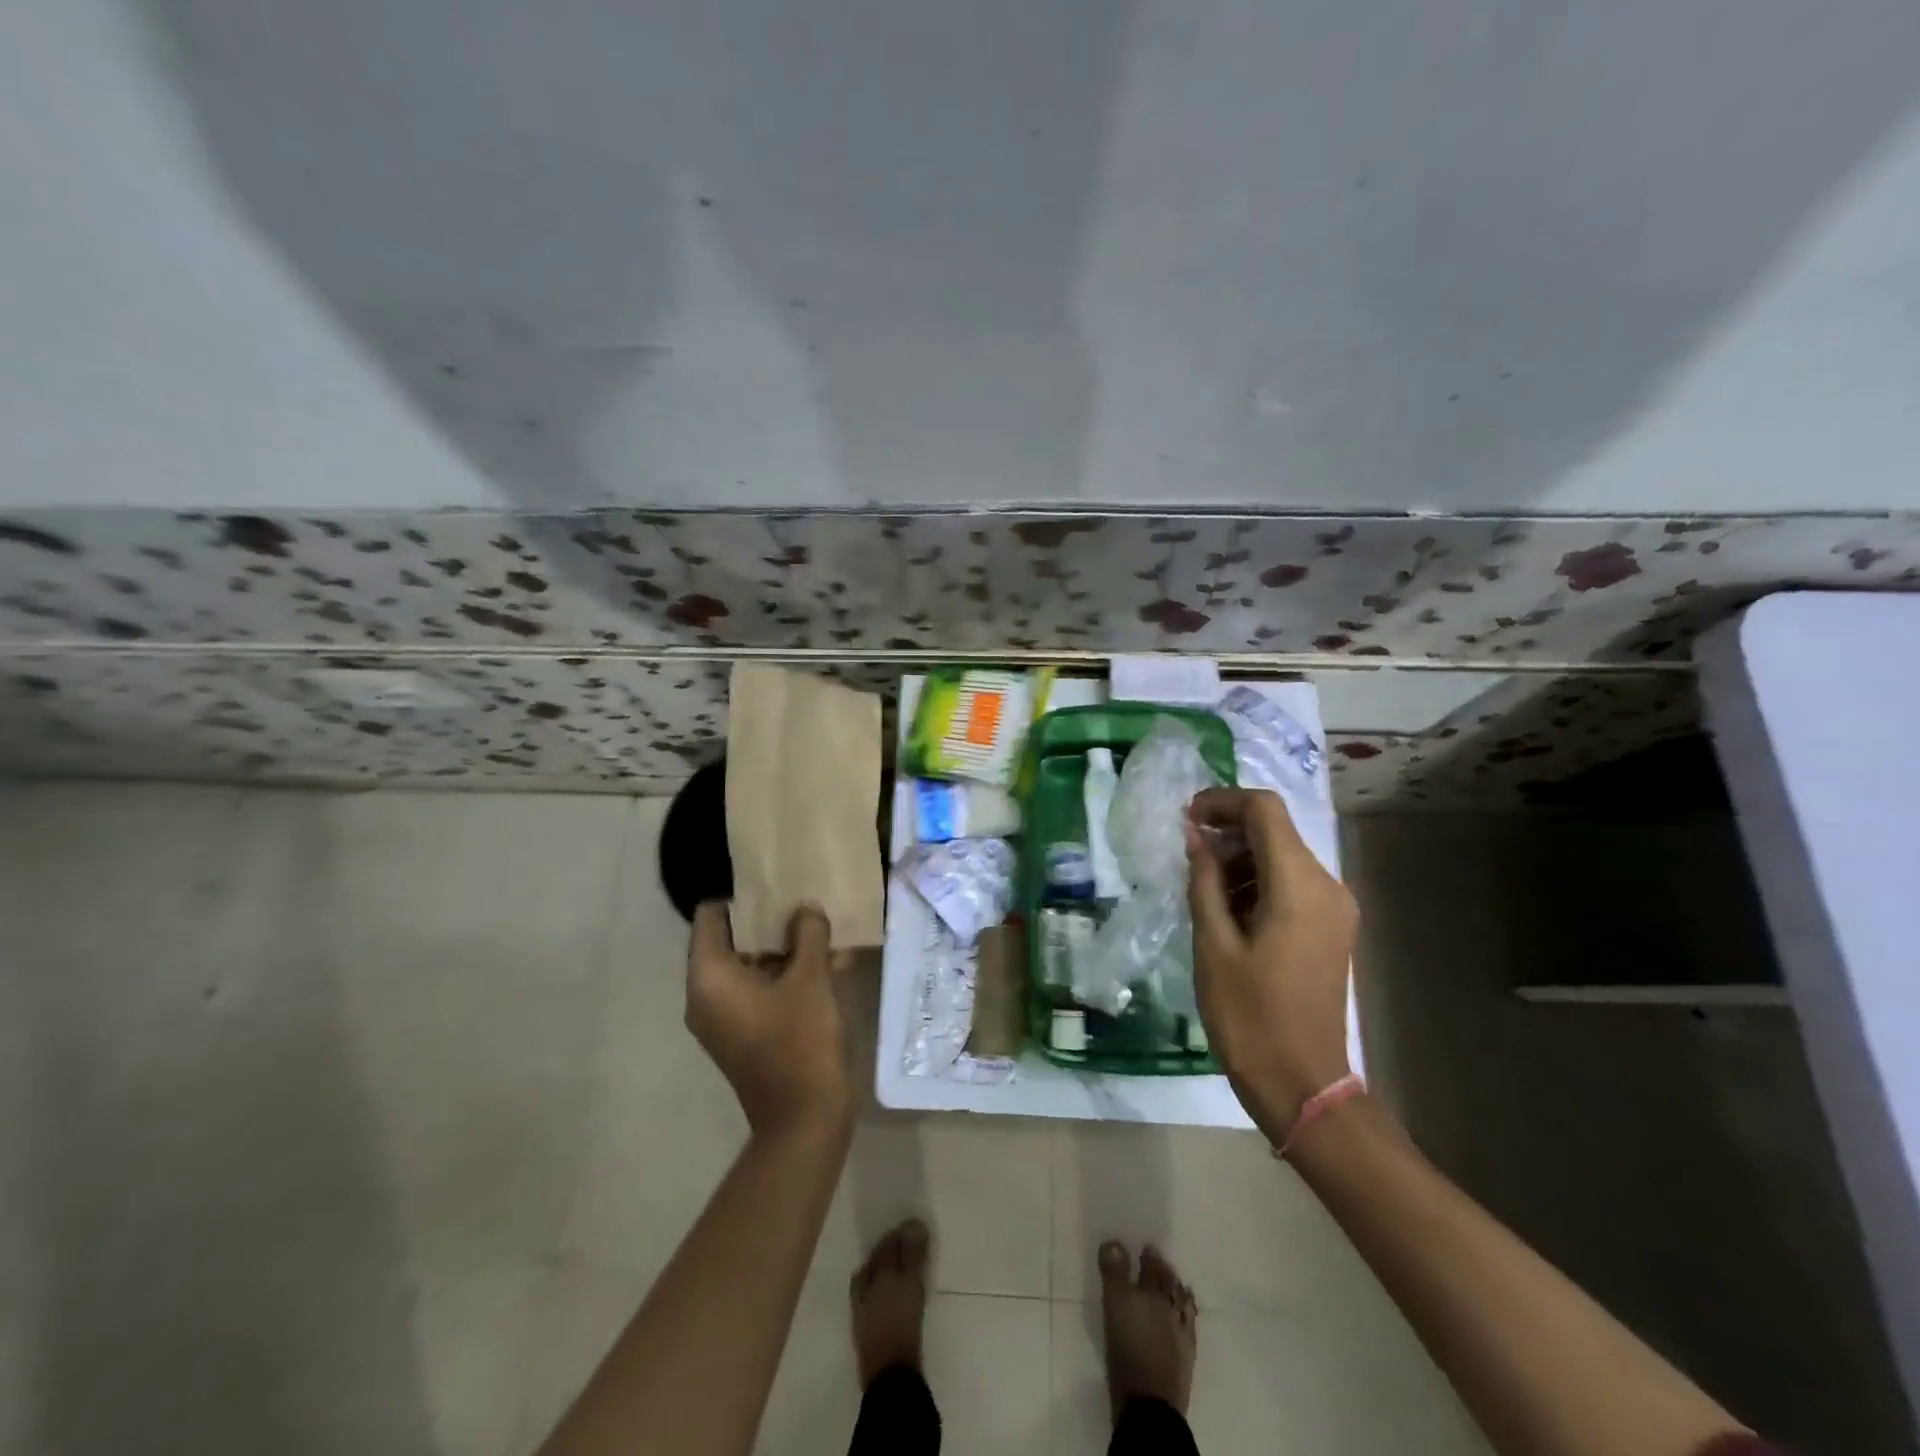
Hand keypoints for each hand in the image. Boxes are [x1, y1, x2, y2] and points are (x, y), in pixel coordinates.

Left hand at [686, 901, 852, 1140]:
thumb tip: (807, 908)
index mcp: (710, 978)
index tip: (773, 878)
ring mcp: (728, 1017)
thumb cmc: (800, 1041)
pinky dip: (791, 974)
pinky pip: (765, 989)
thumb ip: (809, 934)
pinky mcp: (749, 1031)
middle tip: (805, 894)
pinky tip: (833, 960)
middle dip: (772, 918)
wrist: (805, 1120)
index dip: (741, 894)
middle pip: (735, 939)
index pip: (711, 917)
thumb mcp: (810, 978)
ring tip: (825, 922)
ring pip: (755, 964)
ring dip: (788, 946)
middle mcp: (709, 995)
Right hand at [1185, 788, 1356, 1138]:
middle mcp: (1328, 886)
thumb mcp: (1213, 943)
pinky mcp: (1331, 928)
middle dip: (1228, 830)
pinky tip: (1226, 908)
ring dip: (1240, 857)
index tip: (1185, 818)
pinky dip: (1257, 881)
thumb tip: (1195, 836)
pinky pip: (1292, 884)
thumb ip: (1204, 879)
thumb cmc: (1249, 1014)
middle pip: (1276, 831)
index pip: (1264, 810)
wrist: (1301, 1084)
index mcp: (1300, 886)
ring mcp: (1334, 909)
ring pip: (1283, 856)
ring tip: (1200, 884)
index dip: (1222, 802)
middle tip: (1185, 852)